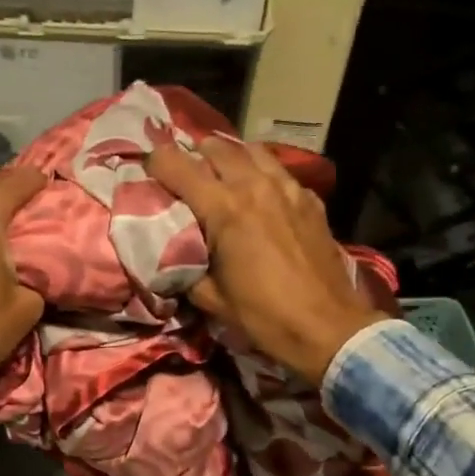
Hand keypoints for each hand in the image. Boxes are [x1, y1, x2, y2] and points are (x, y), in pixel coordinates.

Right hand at [148, 137, 383, 381]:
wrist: (327, 327)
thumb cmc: (263, 316)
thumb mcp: (210, 298)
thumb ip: (184, 267)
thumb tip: (170, 253)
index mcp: (224, 209)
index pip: (177, 166)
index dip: (155, 162)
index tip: (147, 170)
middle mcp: (254, 186)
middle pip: (215, 148)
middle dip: (193, 157)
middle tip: (184, 176)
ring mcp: (287, 188)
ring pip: (250, 150)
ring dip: (229, 158)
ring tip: (220, 175)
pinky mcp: (310, 199)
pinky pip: (278, 170)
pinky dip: (260, 173)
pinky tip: (258, 193)